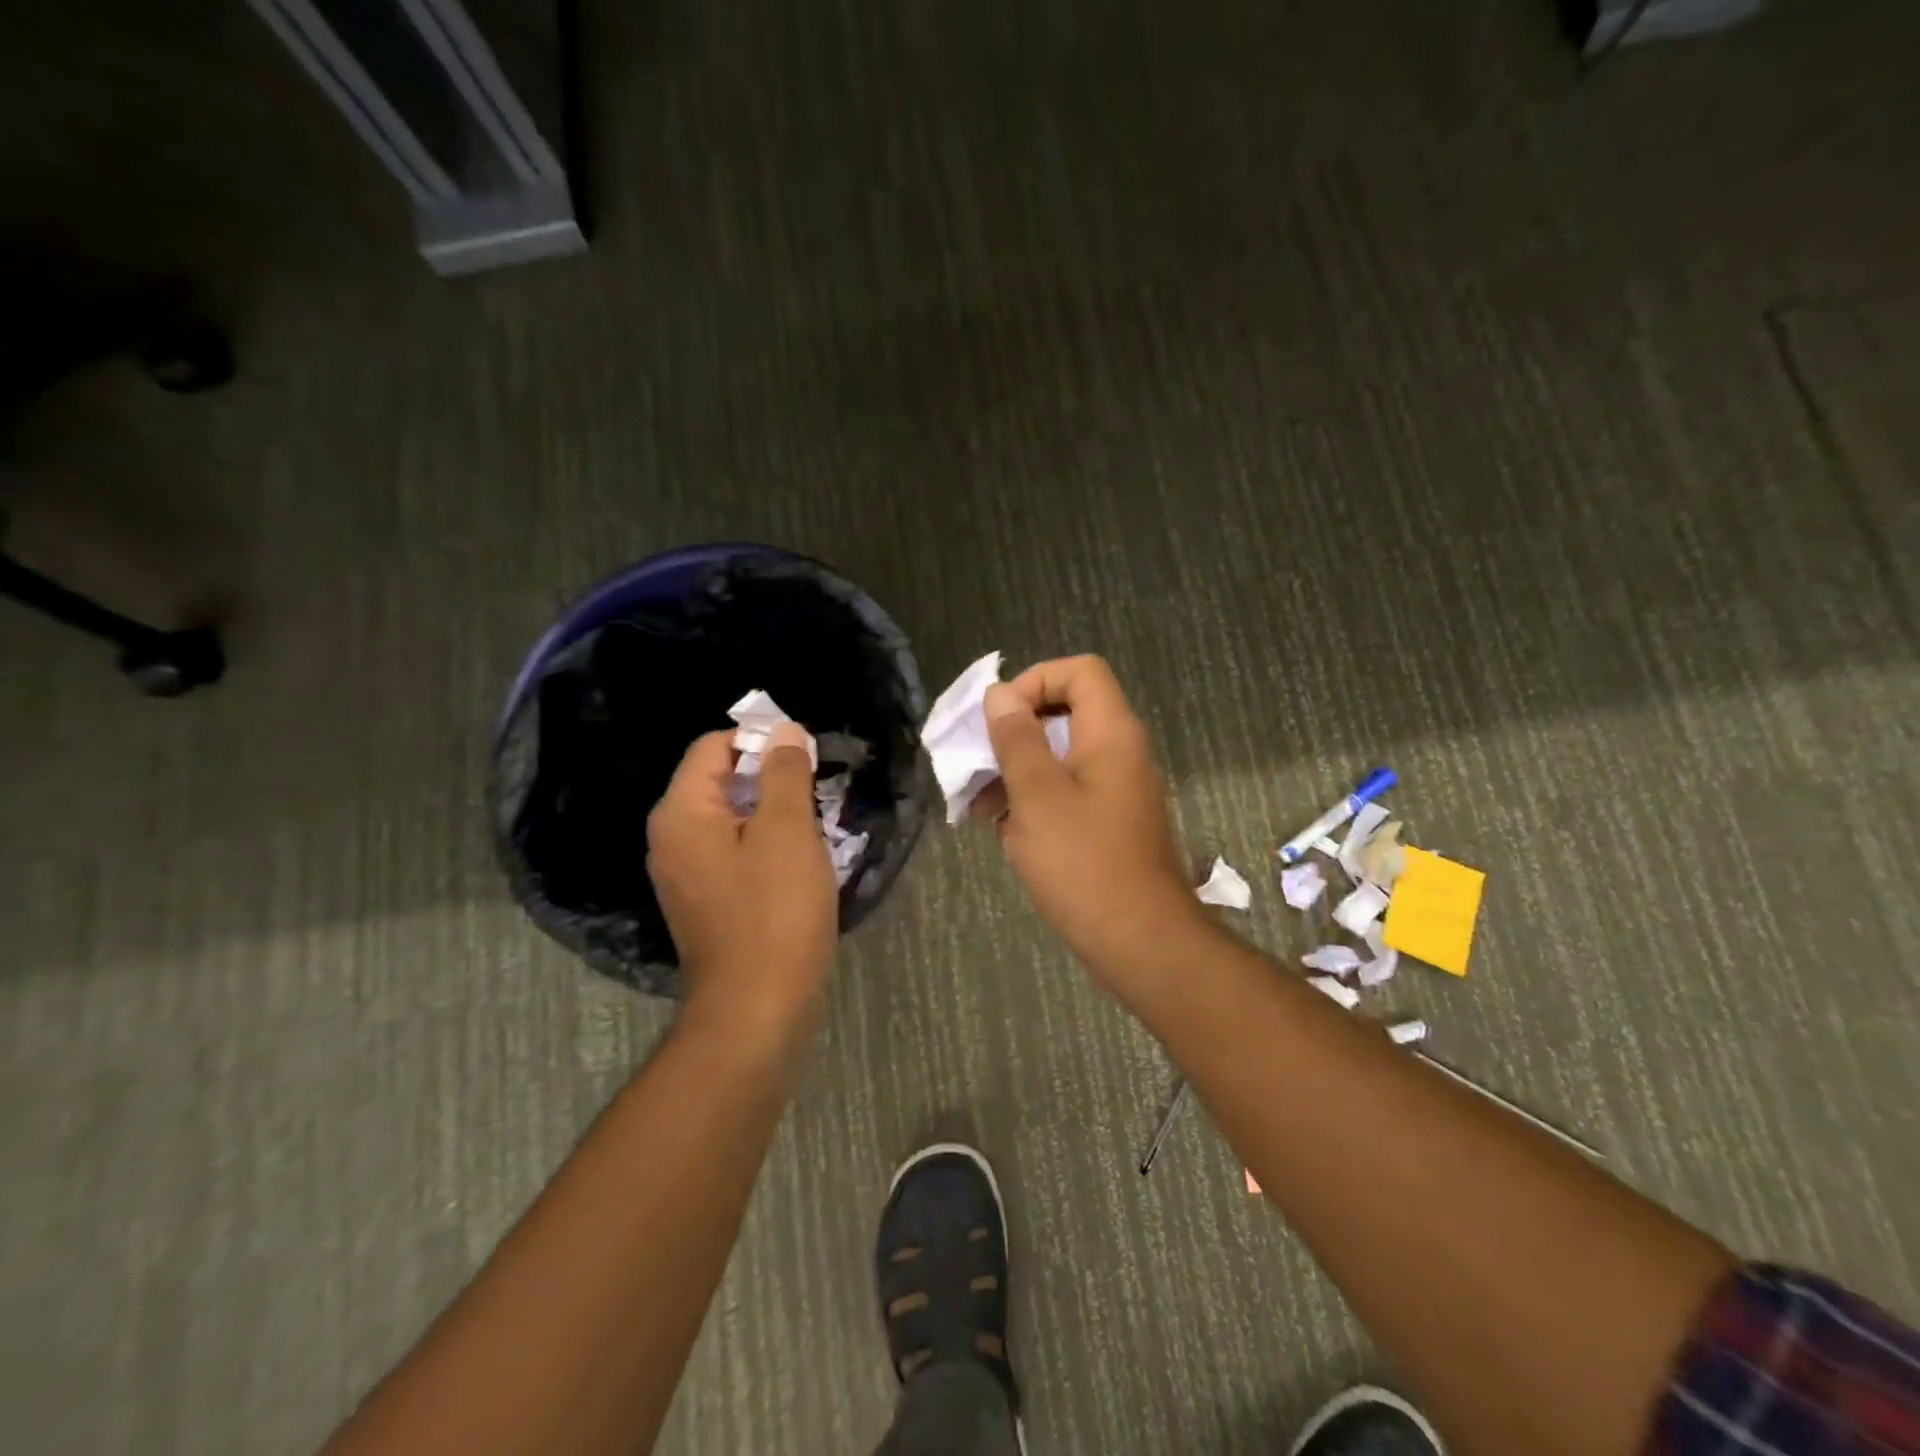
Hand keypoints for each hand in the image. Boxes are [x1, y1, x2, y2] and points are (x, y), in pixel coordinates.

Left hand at [647, 722, 838, 1031]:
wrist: (756, 1011)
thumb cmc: (774, 913)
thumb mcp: (787, 832)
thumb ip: (783, 773)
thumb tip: (783, 731)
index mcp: (682, 813)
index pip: (714, 746)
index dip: (761, 740)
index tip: (807, 758)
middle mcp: (672, 838)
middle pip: (720, 780)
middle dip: (771, 778)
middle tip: (818, 793)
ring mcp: (686, 874)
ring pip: (732, 818)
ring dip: (773, 813)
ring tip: (816, 826)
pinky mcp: (706, 901)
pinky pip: (734, 852)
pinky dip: (765, 845)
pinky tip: (800, 862)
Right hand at [978, 656, 1211, 986]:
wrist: (1141, 942)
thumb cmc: (1084, 863)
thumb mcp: (1037, 796)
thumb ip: (1017, 739)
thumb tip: (1001, 694)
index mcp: (1111, 733)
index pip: (1080, 671)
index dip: (1035, 680)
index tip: (999, 718)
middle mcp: (1121, 752)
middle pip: (1066, 713)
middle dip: (1016, 733)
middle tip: (980, 762)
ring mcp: (1118, 790)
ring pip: (1062, 757)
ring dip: (1018, 771)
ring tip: (980, 806)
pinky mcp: (1111, 823)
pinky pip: (1069, 792)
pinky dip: (1035, 800)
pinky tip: (1003, 831)